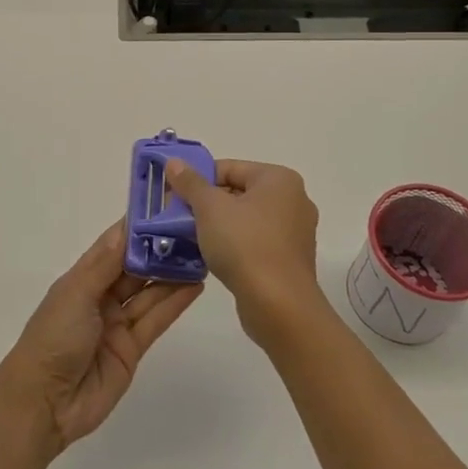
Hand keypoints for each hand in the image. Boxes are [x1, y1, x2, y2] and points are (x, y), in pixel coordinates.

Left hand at [0, 220, 200, 456]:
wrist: (44, 403)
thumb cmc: (54, 338)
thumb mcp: (76, 293)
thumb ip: (105, 264)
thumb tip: (127, 229)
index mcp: (81, 279)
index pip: (112, 246)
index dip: (136, 228)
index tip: (164, 206)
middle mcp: (100, 297)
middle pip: (135, 268)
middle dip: (160, 250)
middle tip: (193, 229)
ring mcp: (117, 324)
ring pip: (149, 293)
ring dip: (172, 274)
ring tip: (203, 253)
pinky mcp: (132, 349)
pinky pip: (156, 320)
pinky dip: (175, 302)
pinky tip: (195, 285)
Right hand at [163, 159, 322, 346]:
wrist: (279, 306)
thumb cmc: (245, 246)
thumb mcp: (209, 208)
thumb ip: (190, 183)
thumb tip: (174, 162)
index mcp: (279, 179)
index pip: (229, 168)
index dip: (197, 180)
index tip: (173, 196)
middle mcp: (293, 200)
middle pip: (237, 192)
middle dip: (205, 204)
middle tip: (176, 217)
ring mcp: (294, 232)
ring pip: (245, 219)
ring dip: (216, 226)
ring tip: (189, 238)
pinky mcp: (289, 260)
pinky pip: (255, 242)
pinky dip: (233, 245)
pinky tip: (211, 257)